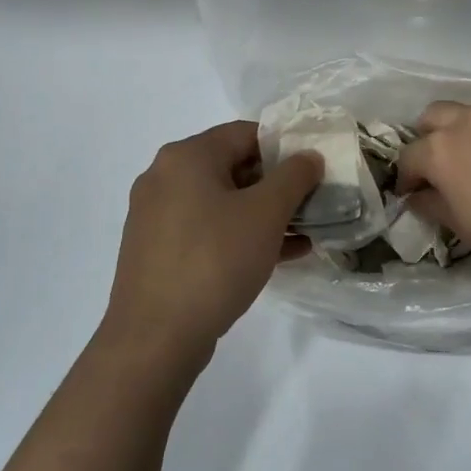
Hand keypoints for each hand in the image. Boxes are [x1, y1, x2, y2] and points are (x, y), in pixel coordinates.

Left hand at [102, 121, 321, 363]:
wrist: (155, 337)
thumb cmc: (214, 261)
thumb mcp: (266, 214)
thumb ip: (294, 177)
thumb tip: (309, 156)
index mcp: (186, 156)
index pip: (245, 133)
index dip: (286, 146)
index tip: (315, 169)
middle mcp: (164, 177)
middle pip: (233, 166)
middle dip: (277, 184)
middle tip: (313, 202)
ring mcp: (156, 216)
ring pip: (222, 202)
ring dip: (264, 214)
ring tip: (305, 232)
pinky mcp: (157, 250)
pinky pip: (207, 230)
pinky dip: (240, 235)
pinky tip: (277, 256)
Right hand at [397, 102, 470, 293]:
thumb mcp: (463, 228)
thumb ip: (434, 204)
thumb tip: (419, 197)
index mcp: (443, 149)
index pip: (409, 156)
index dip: (407, 178)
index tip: (412, 195)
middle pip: (436, 116)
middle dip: (430, 139)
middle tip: (439, 170)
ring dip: (467, 134)